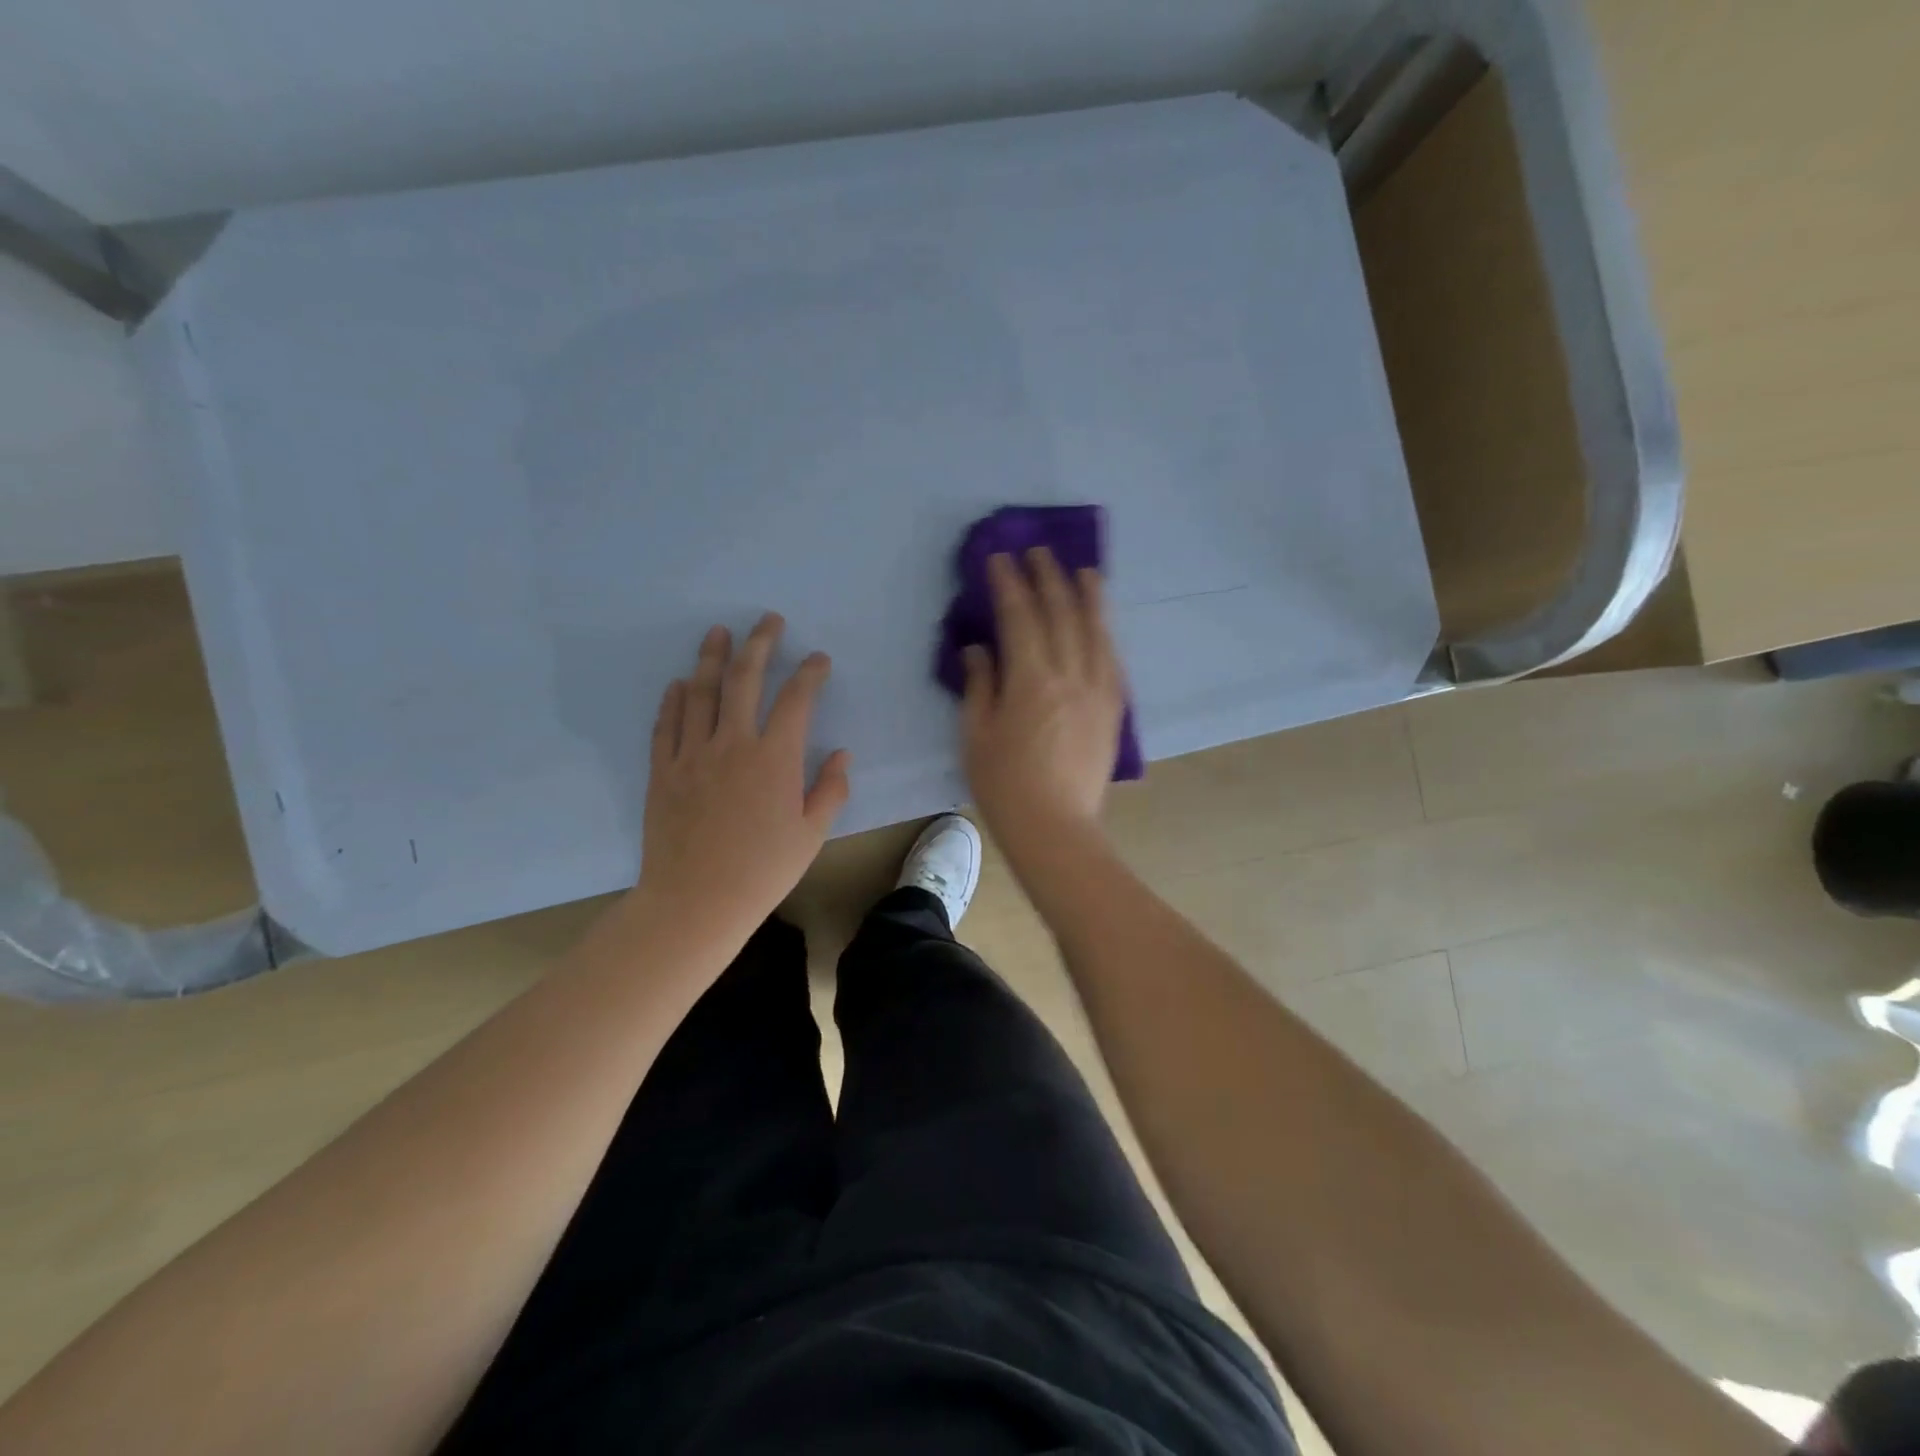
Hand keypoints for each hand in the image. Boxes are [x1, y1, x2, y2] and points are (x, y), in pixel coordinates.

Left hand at [636, 614, 850, 939]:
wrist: (696, 901)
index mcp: (775, 758)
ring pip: (702, 692)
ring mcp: (693, 753)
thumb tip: (843, 755)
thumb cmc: (763, 870)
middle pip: (746, 679)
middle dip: (760, 643)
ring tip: (719, 632)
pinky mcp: (664, 769)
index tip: (818, 659)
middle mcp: (733, 743)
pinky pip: (668, 723)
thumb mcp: (811, 834)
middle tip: (768, 620)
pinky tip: (681, 683)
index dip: (810, 673)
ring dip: (713, 658)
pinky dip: (675, 699)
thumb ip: (830, 790)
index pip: (797, 699)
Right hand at [962, 548, 1124, 857]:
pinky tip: (1101, 622)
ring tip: (1082, 571)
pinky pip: (1112, 660)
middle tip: (1038, 552)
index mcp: (1031, 680)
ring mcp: (1098, 691)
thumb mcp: (975, 736)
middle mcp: (1070, 675)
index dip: (1009, 584)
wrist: (1056, 828)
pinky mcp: (1114, 709)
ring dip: (1087, 596)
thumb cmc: (1005, 785)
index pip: (1019, 617)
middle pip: (1061, 614)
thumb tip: (978, 649)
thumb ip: (979, 686)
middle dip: (1048, 578)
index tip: (1000, 558)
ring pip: (1095, 631)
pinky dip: (1105, 634)